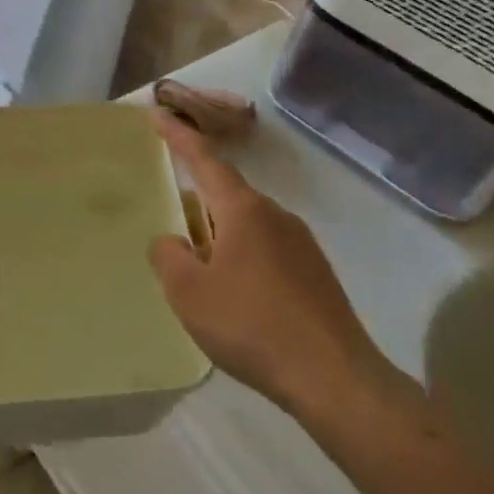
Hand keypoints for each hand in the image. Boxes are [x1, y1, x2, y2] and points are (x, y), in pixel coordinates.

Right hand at [147, 112, 417, 430]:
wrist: (335, 379)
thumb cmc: (251, 325)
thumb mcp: (189, 292)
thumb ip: (168, 257)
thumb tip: (171, 241)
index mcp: (243, 211)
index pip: (205, 161)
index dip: (179, 137)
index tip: (158, 114)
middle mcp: (276, 216)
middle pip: (226, 195)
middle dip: (196, 202)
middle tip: (170, 224)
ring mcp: (302, 245)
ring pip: (247, 226)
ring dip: (219, 236)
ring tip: (199, 271)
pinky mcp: (316, 274)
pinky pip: (266, 250)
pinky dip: (241, 258)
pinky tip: (234, 296)